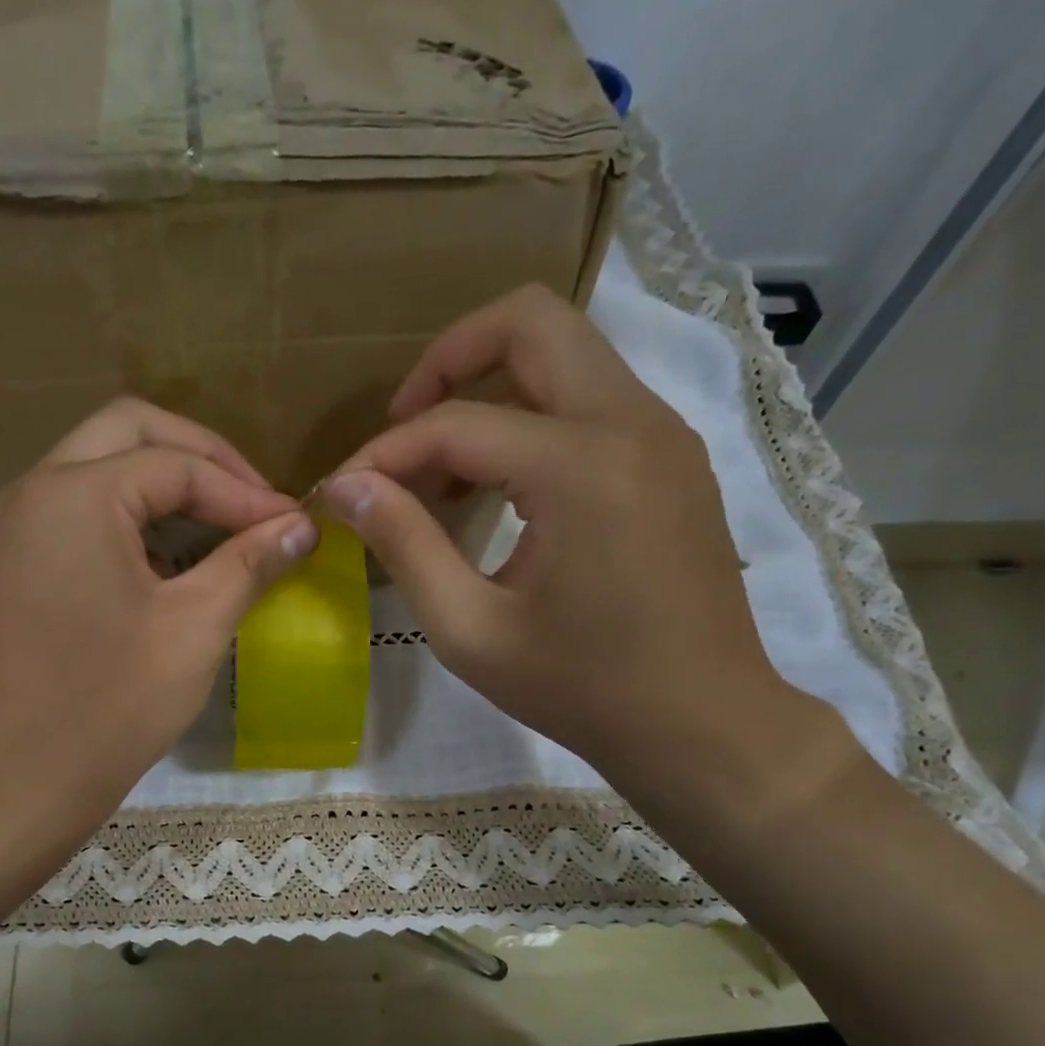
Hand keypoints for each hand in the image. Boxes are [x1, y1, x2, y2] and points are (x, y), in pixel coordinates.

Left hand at [0, 397, 317, 835]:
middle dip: (200, 459)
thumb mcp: (193, 629)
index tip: (295, 526)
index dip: (245, 492)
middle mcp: (35, 492)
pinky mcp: (13, 568)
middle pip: (129, 434)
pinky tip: (168, 564)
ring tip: (220, 528)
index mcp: (76, 494)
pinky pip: (77, 515)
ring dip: (162, 486)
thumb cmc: (110, 707)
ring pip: (98, 470)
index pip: (177, 464)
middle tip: (253, 502)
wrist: (16, 785)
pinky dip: (128, 519)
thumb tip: (300, 526)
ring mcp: (15, 530)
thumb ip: (249, 563)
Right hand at [324, 284, 836, 789]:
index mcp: (581, 467)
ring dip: (492, 388)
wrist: (701, 724)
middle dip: (449, 360)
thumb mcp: (470, 630)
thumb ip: (405, 546)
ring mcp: (663, 434)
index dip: (385, 453)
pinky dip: (533, 419)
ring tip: (443, 472)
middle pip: (531, 321)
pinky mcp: (673, 458)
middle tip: (403, 428)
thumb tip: (348, 487)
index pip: (457, 423)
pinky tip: (502, 490)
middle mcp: (632, 423)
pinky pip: (592, 399)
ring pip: (567, 353)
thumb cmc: (580, 688)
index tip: (343, 492)